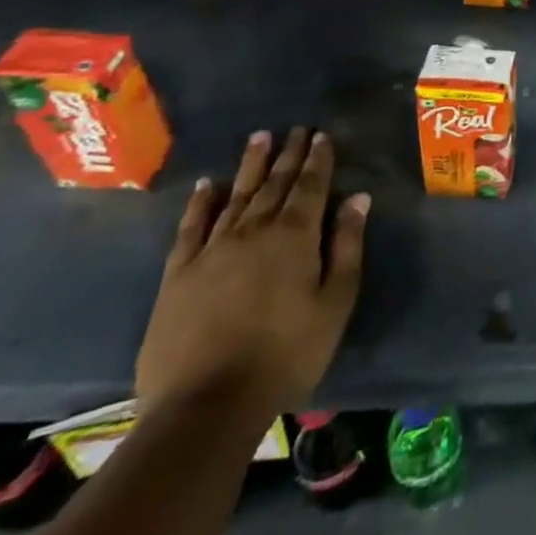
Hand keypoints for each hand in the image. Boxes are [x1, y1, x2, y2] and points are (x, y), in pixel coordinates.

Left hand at [136, 128, 368, 420]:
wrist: (206, 405)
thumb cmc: (287, 352)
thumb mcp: (335, 300)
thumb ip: (346, 245)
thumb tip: (357, 198)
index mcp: (294, 236)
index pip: (310, 186)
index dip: (318, 160)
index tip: (322, 135)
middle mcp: (253, 232)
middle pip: (274, 185)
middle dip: (288, 155)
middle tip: (296, 129)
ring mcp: (211, 251)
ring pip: (235, 197)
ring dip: (250, 167)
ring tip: (259, 138)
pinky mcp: (178, 275)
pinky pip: (191, 228)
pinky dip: (201, 203)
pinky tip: (208, 185)